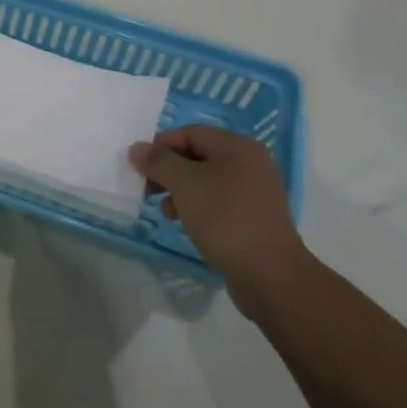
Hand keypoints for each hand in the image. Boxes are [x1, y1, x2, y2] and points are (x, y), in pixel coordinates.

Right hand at [130, 125, 304, 286]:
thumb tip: (137, 149)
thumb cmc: (224, 218)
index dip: (162, 145)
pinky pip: (218, 202)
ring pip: (207, 180)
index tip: (140, 167)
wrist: (269, 275)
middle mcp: (250, 163)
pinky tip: (186, 223)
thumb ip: (158, 162)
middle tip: (148, 188)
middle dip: (169, 170)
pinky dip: (198, 207)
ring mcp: (254, 192)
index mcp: (237, 146)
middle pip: (198, 155)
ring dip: (180, 190)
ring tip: (165, 210)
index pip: (191, 133)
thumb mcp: (184, 183)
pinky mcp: (253, 218)